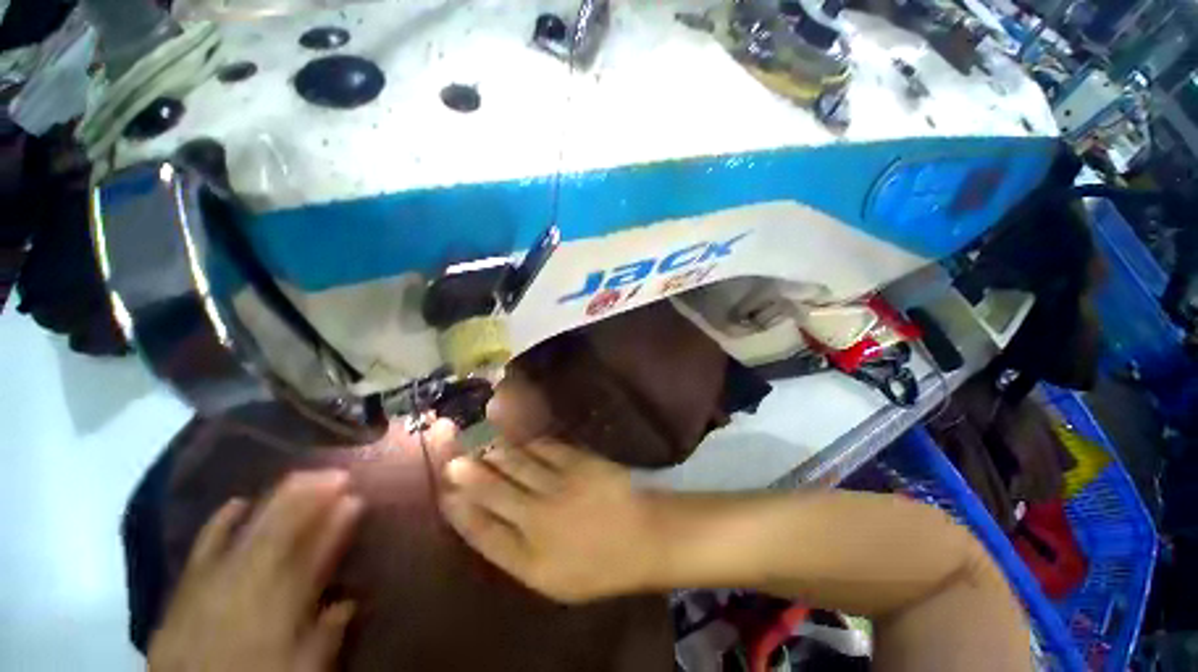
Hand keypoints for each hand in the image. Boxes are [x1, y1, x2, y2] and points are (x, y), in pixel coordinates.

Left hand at [149, 471, 363, 671]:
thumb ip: (324, 639)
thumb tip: (348, 602)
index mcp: (276, 608)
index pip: (312, 557)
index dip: (334, 525)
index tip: (355, 499)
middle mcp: (244, 587)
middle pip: (279, 534)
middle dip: (309, 499)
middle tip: (336, 473)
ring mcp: (212, 583)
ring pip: (247, 532)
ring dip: (276, 502)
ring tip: (302, 477)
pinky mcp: (186, 588)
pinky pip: (203, 547)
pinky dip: (220, 522)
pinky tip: (236, 502)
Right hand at [440, 440, 662, 603]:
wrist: (644, 537)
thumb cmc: (597, 565)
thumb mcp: (550, 577)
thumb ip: (514, 551)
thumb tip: (483, 519)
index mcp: (529, 559)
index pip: (482, 532)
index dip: (460, 510)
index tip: (446, 492)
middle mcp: (538, 519)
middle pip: (493, 490)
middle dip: (467, 470)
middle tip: (448, 450)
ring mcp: (560, 485)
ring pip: (516, 464)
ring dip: (494, 451)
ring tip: (477, 440)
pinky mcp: (579, 461)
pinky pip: (544, 448)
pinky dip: (527, 442)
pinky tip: (518, 438)